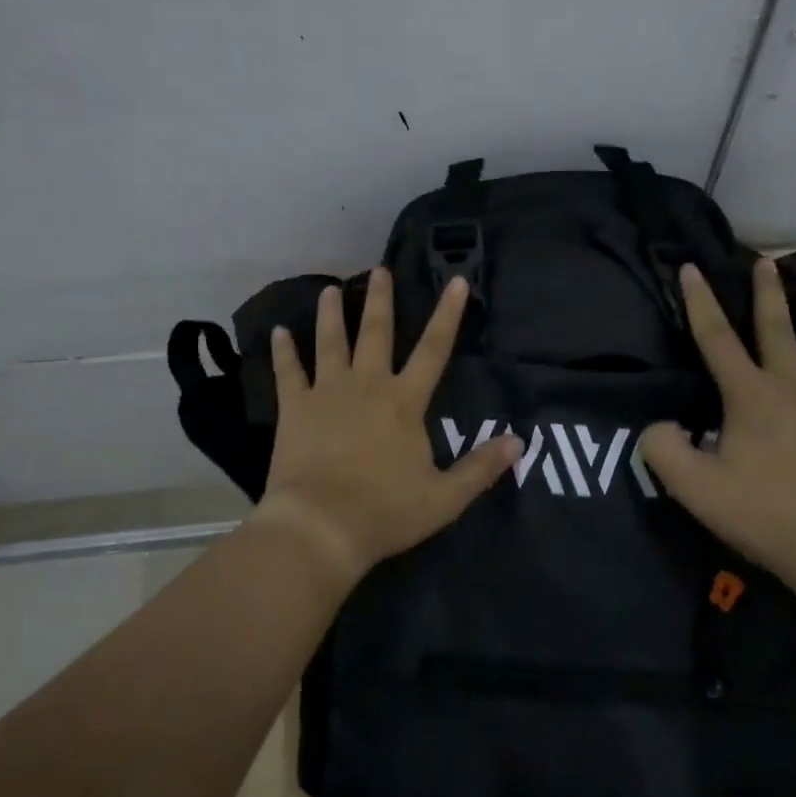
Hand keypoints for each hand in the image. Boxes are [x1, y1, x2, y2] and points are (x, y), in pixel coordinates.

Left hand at [256, 269, 519, 580]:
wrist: (321, 526)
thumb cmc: (385, 511)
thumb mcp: (445, 497)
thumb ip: (480, 468)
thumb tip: (518, 442)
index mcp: (404, 402)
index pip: (433, 350)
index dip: (447, 315)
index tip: (455, 282)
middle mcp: (367, 385)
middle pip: (377, 333)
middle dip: (380, 300)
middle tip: (378, 270)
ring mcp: (327, 393)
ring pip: (331, 342)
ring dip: (332, 314)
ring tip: (331, 290)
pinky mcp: (295, 408)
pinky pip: (288, 372)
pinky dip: (283, 352)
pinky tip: (277, 332)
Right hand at [640, 259, 795, 583]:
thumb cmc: (767, 515)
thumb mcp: (696, 489)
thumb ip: (664, 451)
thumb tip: (657, 426)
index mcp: (750, 396)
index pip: (716, 338)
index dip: (700, 301)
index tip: (692, 267)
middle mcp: (793, 387)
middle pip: (777, 330)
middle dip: (768, 294)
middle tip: (766, 262)